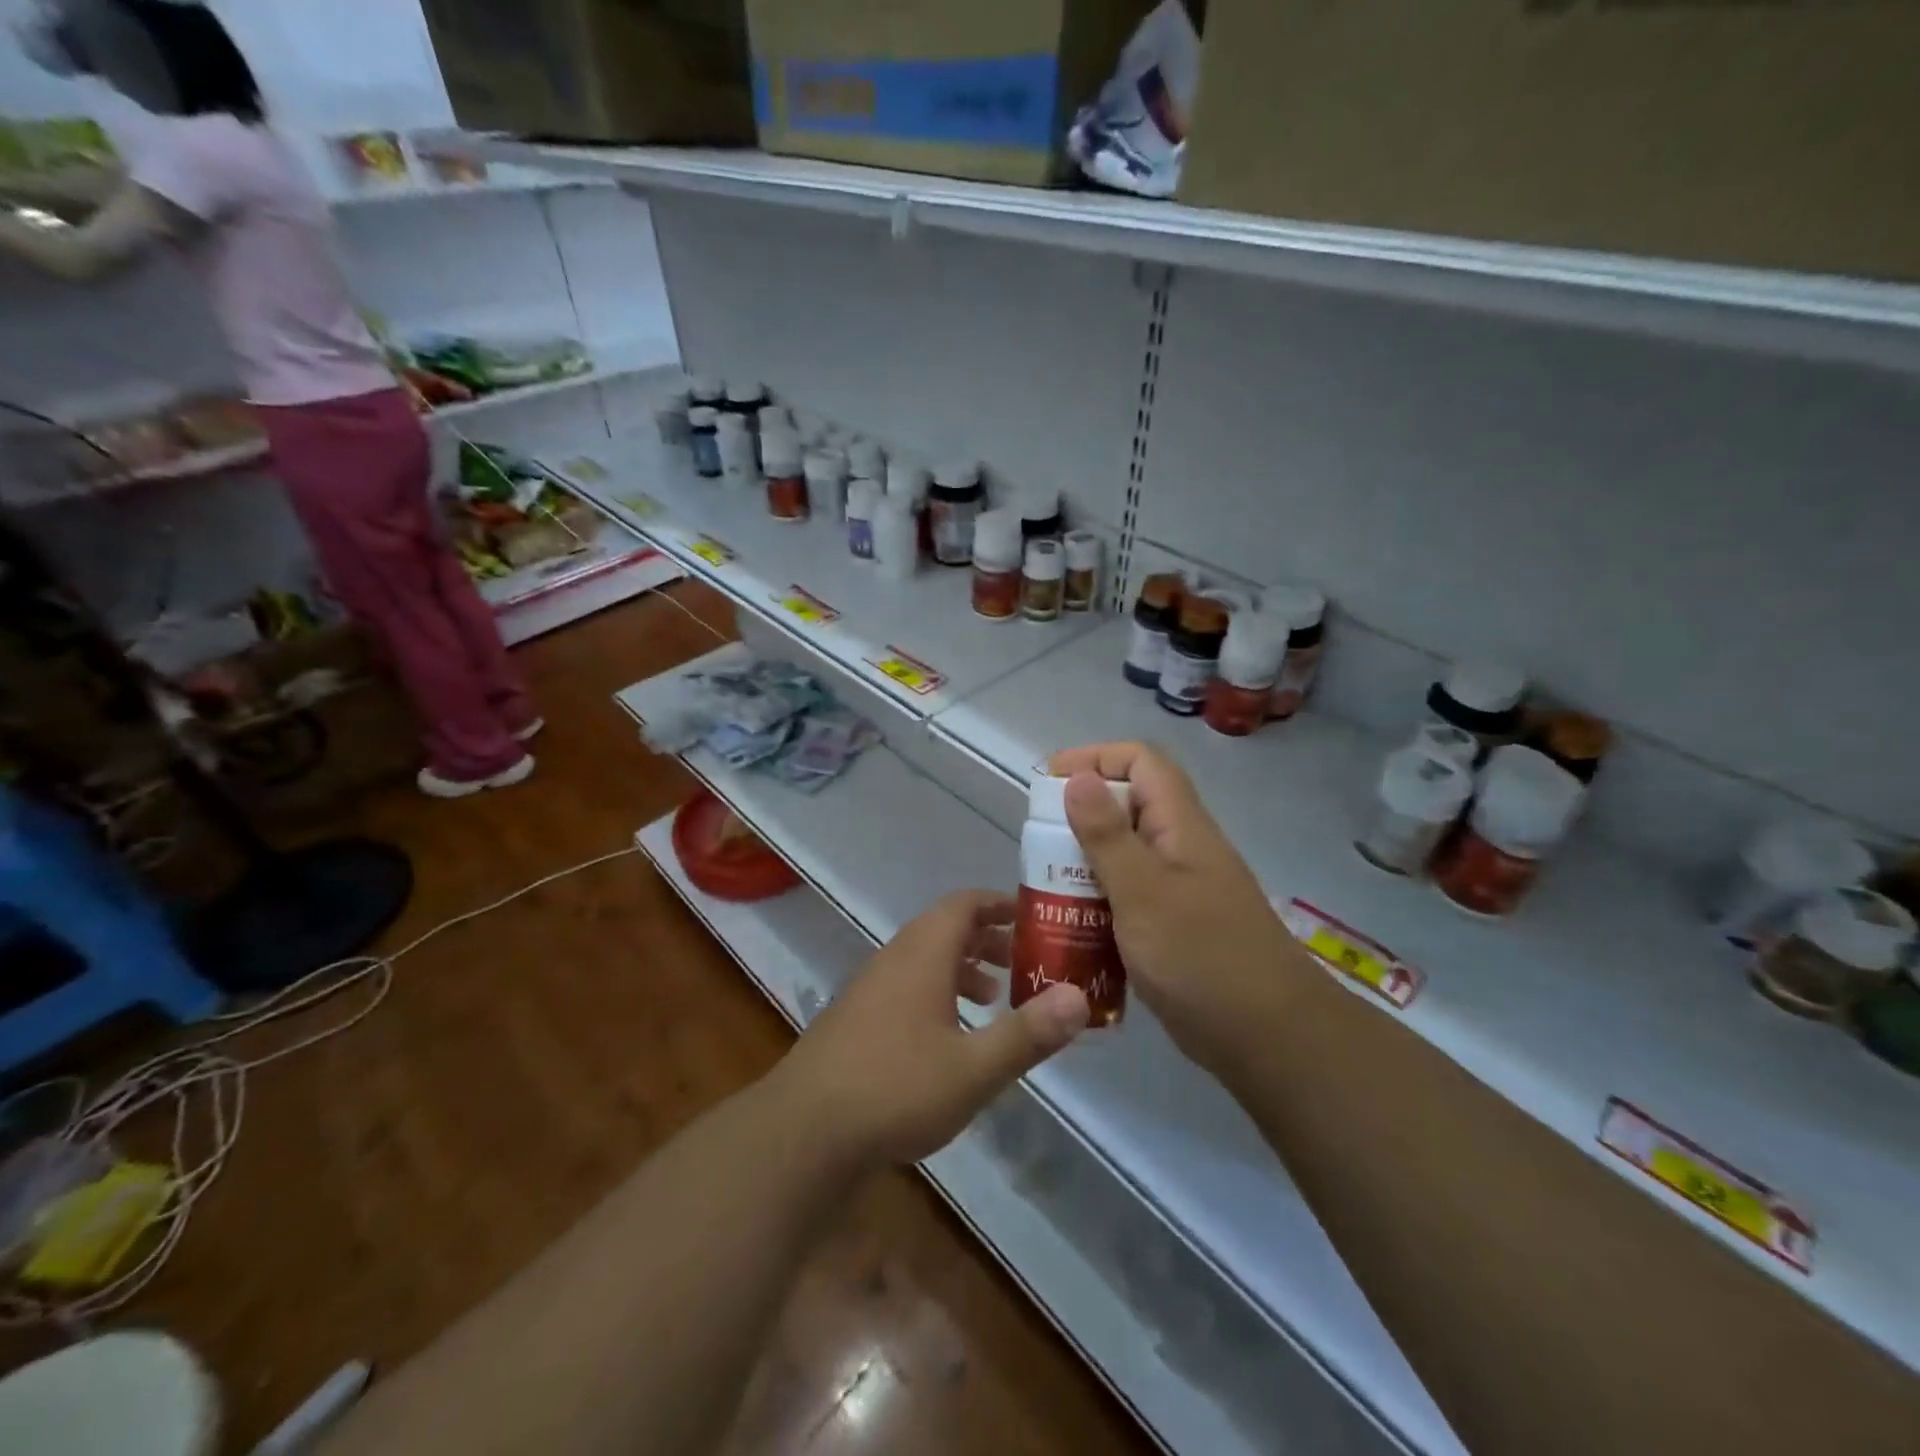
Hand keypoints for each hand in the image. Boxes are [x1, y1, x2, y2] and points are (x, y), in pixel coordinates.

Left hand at [771, 890, 1089, 1169]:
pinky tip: (950, 1038)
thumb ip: (1028, 1033)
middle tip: (1025, 961)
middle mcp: (895, 958)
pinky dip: (938, 993)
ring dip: (963, 968)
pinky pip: (908, 986)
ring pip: (926, 959)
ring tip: (994, 999)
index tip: (1034, 918)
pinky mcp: (857, 1019)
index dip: (1000, 903)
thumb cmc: (896, 1088)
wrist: (803, 1132)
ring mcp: (870, 988)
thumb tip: (1079, 997)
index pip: (964, 903)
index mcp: (922, 953)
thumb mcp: (974, 1068)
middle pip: (946, 928)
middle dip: (988, 939)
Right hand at [1050, 742, 1312, 1076]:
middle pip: (1129, 806)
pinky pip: (1128, 896)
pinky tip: (1071, 925)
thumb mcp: (1144, 893)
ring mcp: (1180, 890)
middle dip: (1080, 815)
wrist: (1269, 1040)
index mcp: (1181, 826)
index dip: (1095, 758)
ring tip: (1044, 885)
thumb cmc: (1203, 959)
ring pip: (1125, 854)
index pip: (1141, 762)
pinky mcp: (1174, 927)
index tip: (1048, 782)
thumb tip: (1078, 778)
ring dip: (1084, 861)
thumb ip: (1108, 835)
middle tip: (1038, 844)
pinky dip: (1098, 900)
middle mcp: (1181, 848)